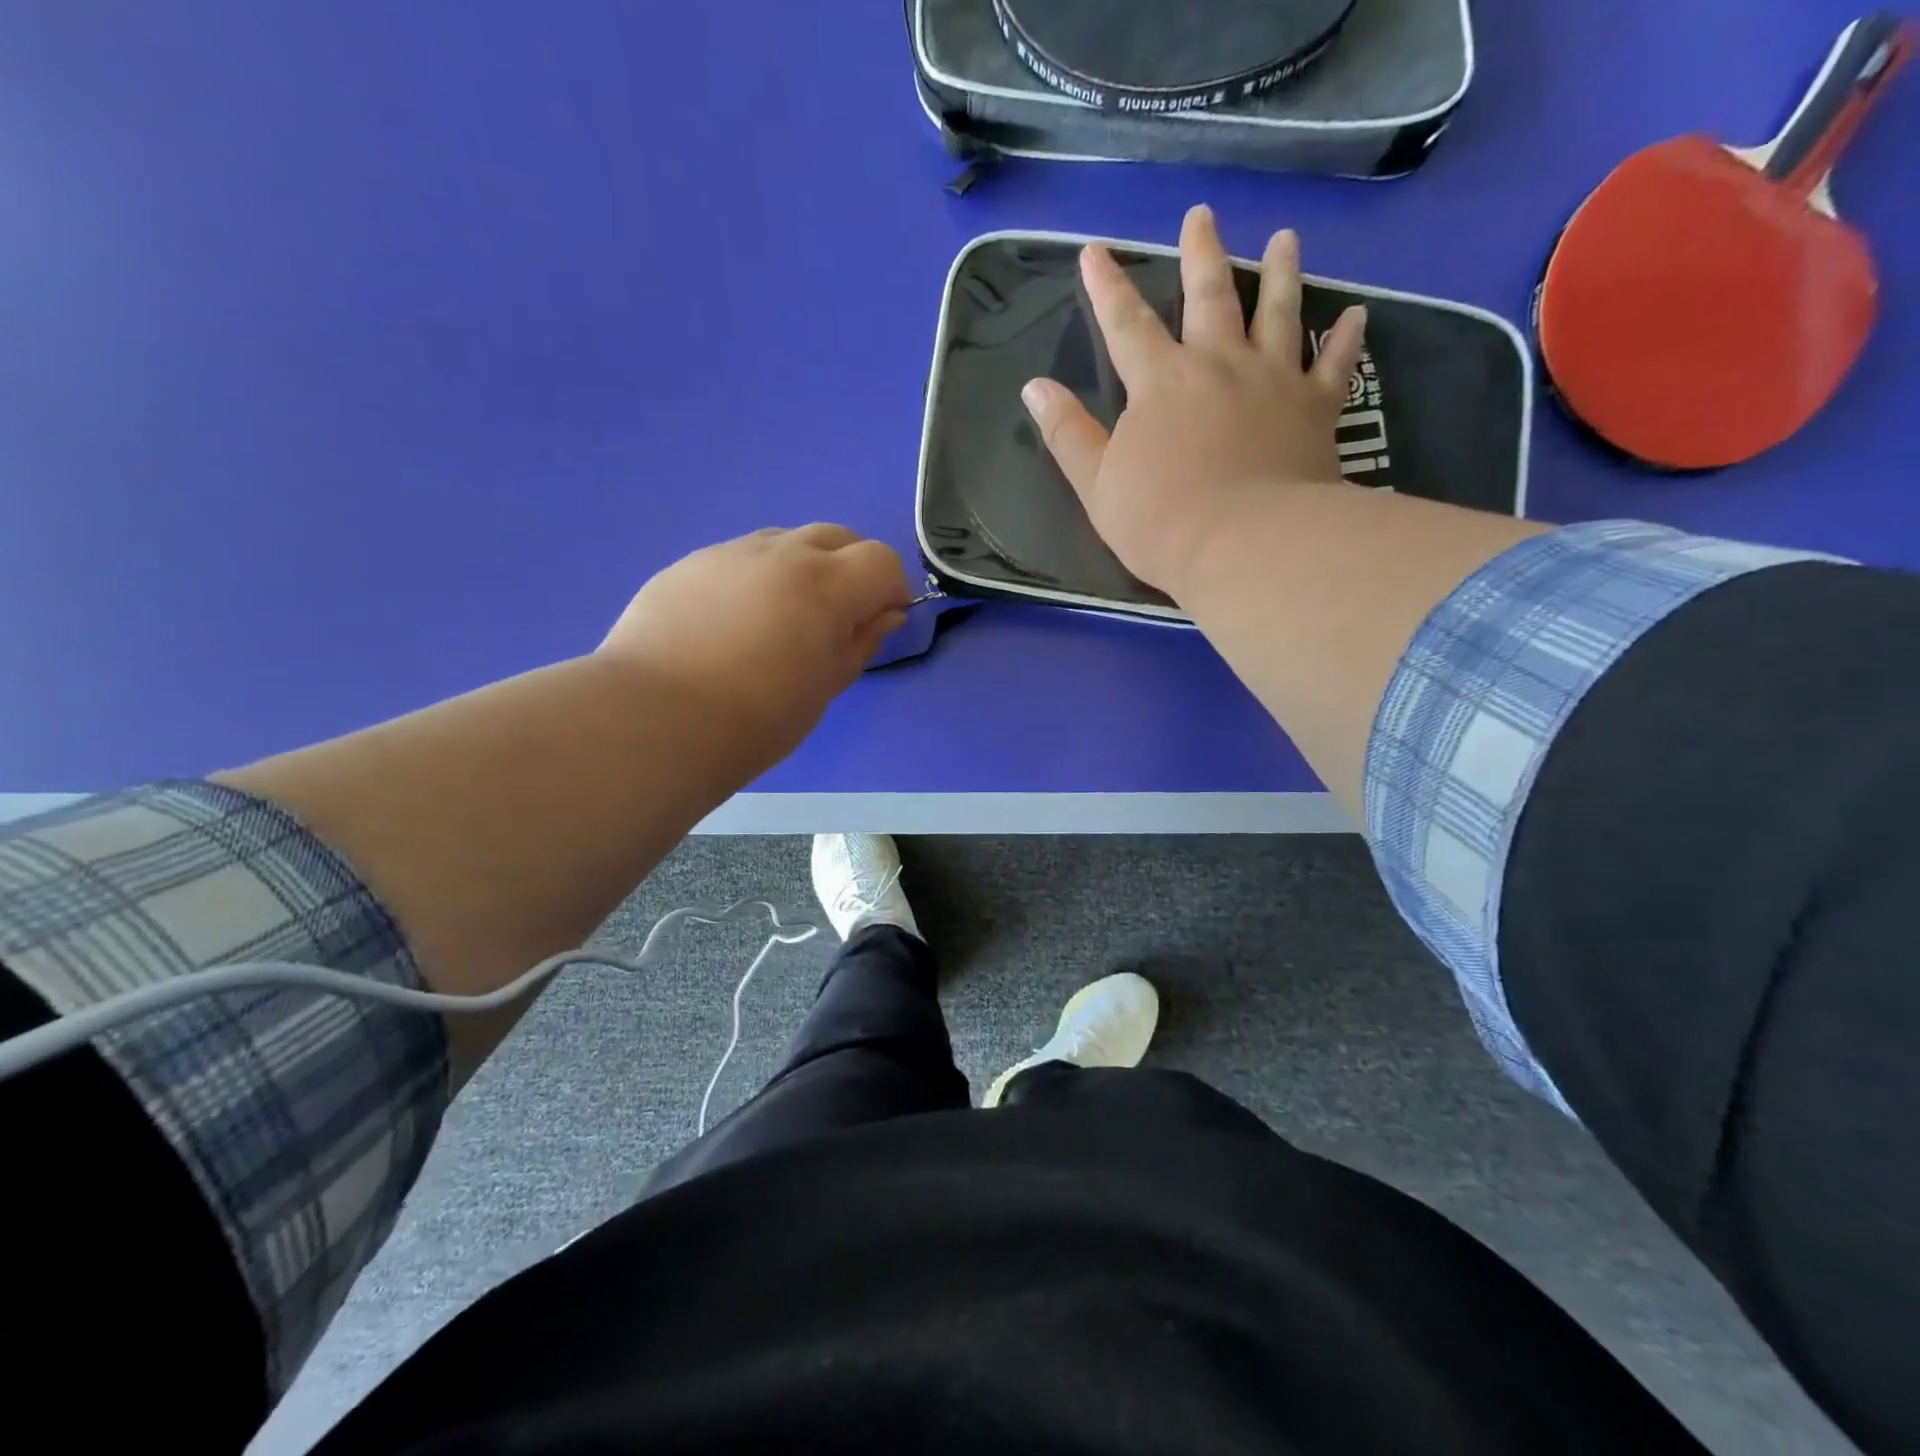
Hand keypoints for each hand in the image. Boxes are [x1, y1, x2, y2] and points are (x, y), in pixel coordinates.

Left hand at [601, 525, 909, 773]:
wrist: (657, 720)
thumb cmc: (758, 717)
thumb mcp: (826, 687)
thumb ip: (860, 643)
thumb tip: (882, 615)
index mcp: (826, 584)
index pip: (882, 560)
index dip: (890, 589)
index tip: (879, 623)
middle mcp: (781, 553)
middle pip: (836, 537)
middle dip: (849, 569)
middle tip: (833, 619)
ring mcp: (729, 553)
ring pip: (784, 542)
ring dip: (799, 569)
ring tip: (777, 621)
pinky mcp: (687, 565)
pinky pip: (737, 559)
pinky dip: (752, 580)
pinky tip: (728, 625)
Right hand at [1019, 205, 1366, 597]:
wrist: (1245, 545)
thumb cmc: (1160, 521)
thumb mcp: (1096, 484)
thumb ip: (1067, 433)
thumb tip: (1034, 387)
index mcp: (1160, 382)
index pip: (1125, 324)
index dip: (1106, 287)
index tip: (1093, 251)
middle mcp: (1218, 363)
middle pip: (1210, 295)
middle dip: (1200, 254)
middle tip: (1201, 216)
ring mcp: (1273, 380)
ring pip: (1278, 311)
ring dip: (1281, 272)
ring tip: (1286, 238)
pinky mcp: (1316, 407)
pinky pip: (1334, 364)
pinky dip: (1345, 338)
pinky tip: (1355, 313)